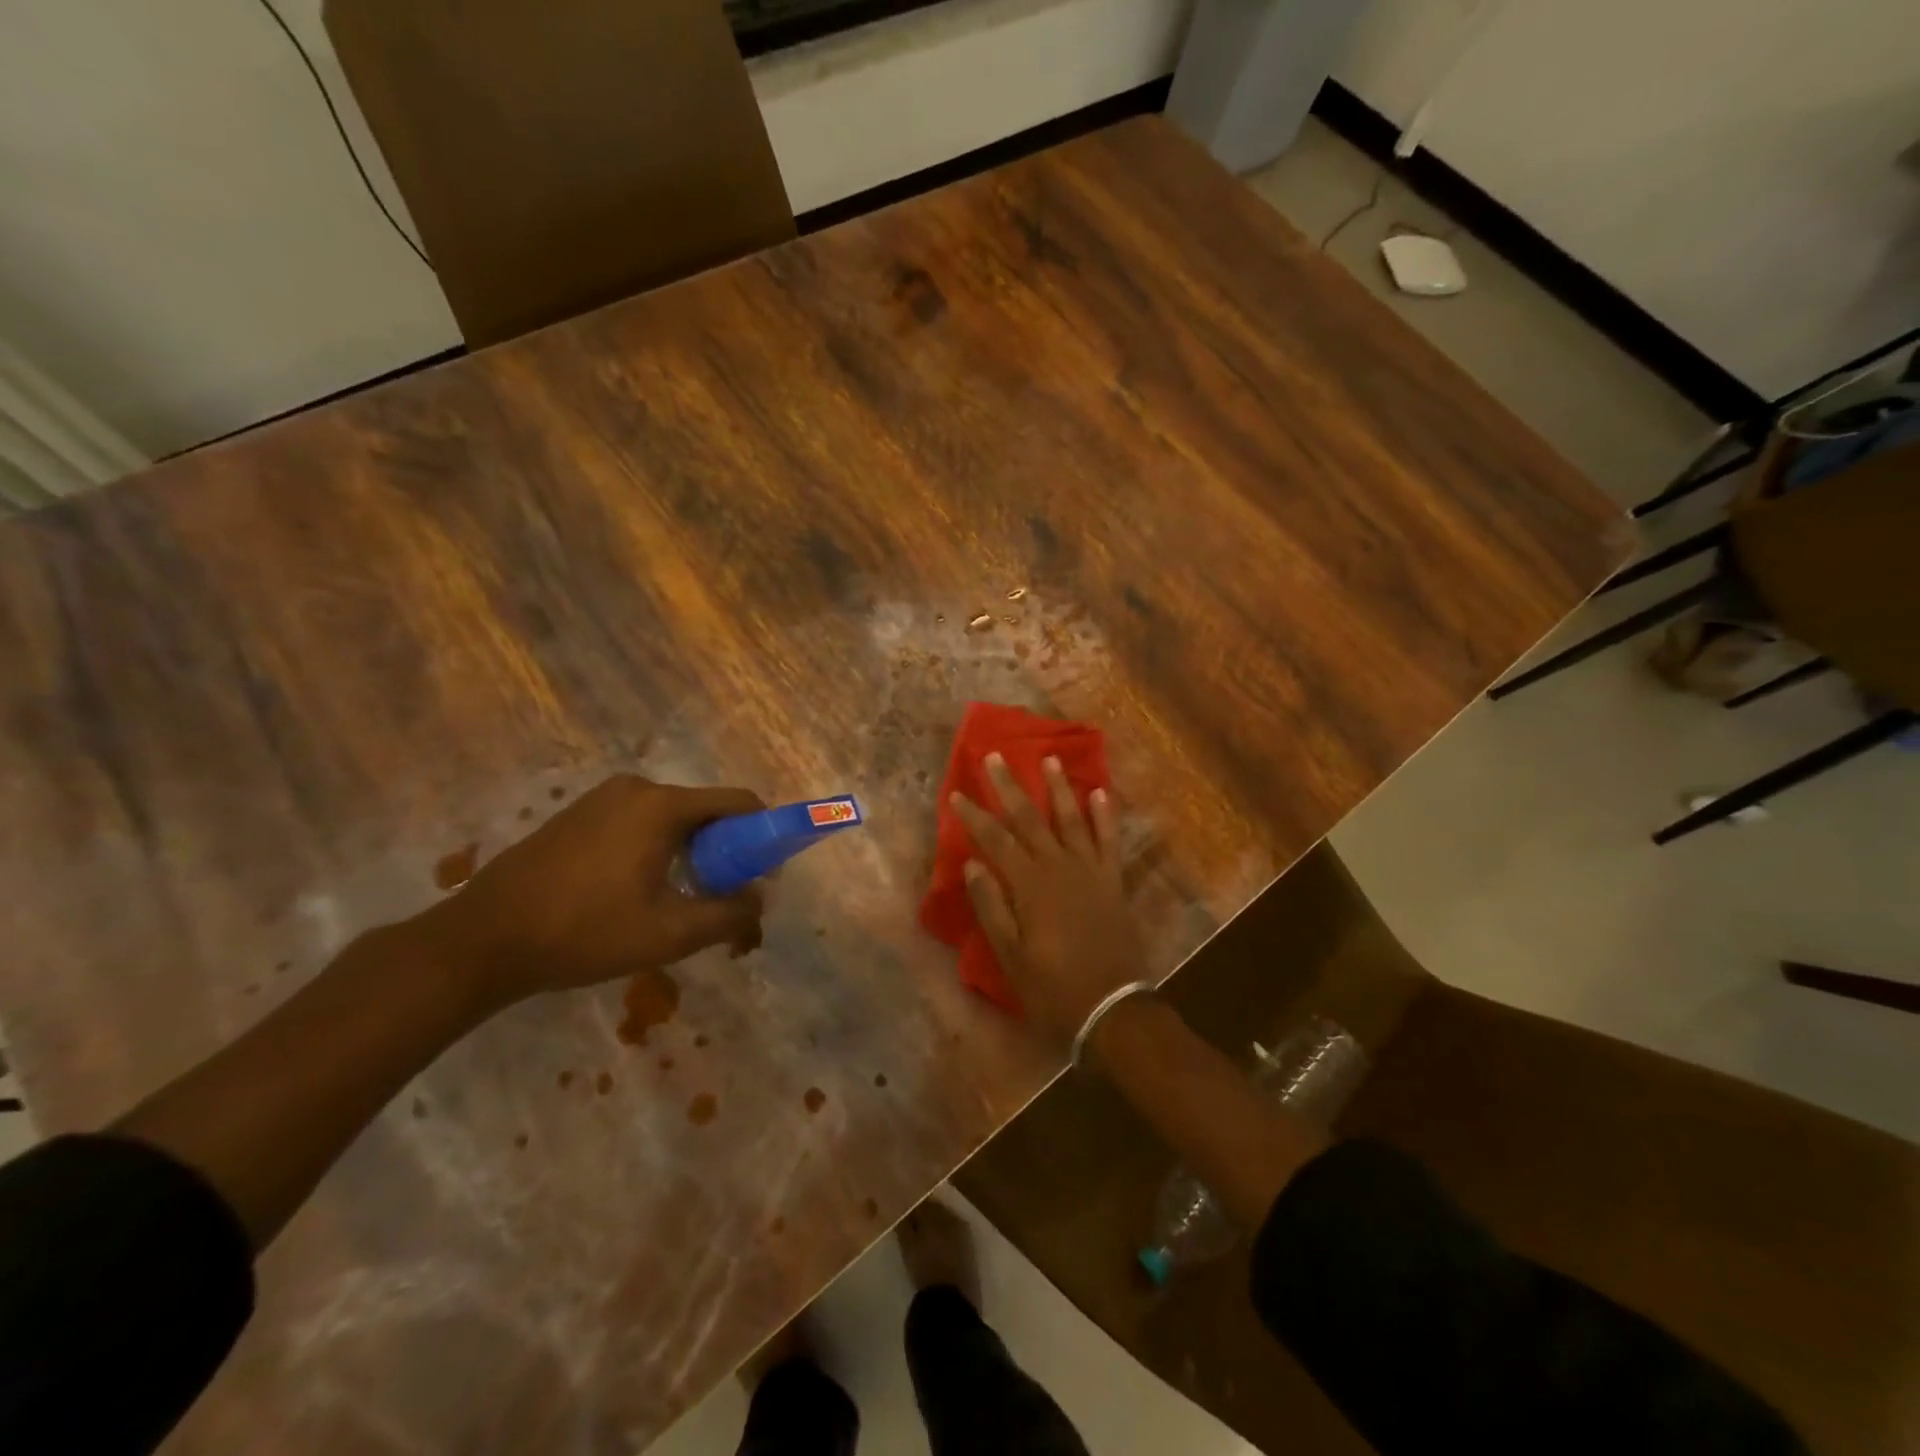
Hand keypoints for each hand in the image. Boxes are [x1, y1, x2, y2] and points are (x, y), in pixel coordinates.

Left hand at [428, 775, 766, 1005]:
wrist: (482, 941)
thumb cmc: (585, 932)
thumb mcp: (670, 933)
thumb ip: (729, 914)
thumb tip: (761, 899)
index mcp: (662, 806)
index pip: (738, 803)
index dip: (763, 834)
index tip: (766, 872)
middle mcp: (635, 788)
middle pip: (703, 811)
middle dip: (725, 849)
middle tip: (723, 895)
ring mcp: (601, 799)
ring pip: (669, 819)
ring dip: (689, 852)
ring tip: (680, 899)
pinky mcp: (577, 815)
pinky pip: (637, 823)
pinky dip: (655, 849)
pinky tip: (637, 891)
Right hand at [950, 754, 1148, 1042]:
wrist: (1113, 1008)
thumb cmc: (1053, 988)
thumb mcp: (1011, 956)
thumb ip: (992, 906)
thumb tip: (973, 863)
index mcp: (1030, 886)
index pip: (996, 841)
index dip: (975, 816)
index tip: (958, 793)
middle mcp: (1060, 868)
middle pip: (1031, 819)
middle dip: (1011, 787)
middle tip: (997, 756)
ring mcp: (1091, 871)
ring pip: (1071, 819)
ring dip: (1059, 788)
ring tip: (1050, 759)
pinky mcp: (1113, 881)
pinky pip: (1109, 840)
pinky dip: (1105, 815)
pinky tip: (1101, 792)